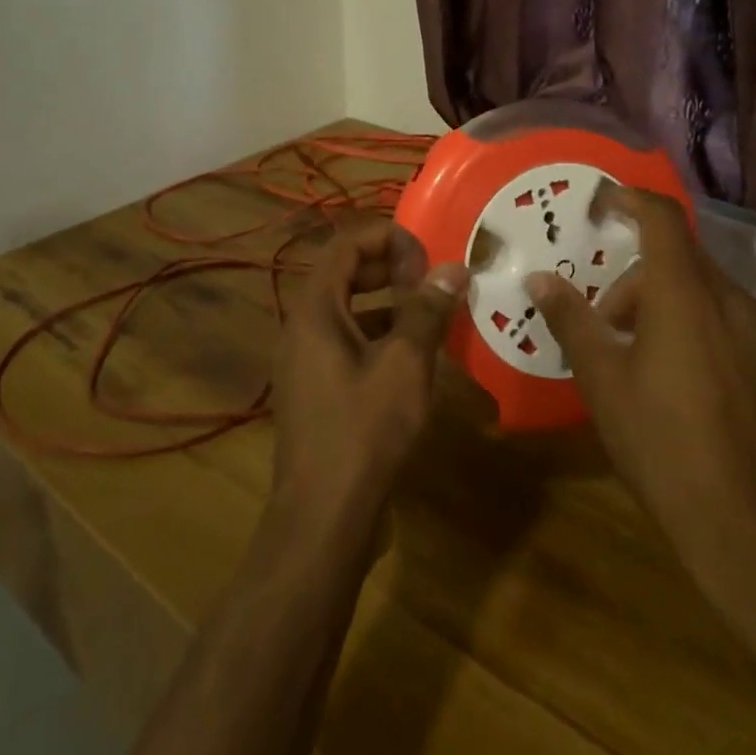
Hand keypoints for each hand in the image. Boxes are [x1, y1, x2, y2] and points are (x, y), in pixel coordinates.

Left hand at [270, 220, 467, 530]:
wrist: (323, 518)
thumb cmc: (364, 431)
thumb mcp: (405, 364)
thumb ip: (427, 310)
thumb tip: (453, 268)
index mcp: (314, 309)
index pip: (345, 245)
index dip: (387, 237)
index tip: (427, 251)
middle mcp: (302, 326)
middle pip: (344, 274)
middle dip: (389, 267)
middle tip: (432, 276)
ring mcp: (306, 360)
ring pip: (348, 310)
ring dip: (388, 302)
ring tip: (431, 310)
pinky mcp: (316, 389)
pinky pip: (347, 342)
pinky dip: (379, 335)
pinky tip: (415, 354)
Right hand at [526, 185, 755, 561]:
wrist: (748, 529)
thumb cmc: (661, 443)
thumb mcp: (601, 380)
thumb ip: (571, 319)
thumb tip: (540, 279)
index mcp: (685, 295)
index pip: (661, 218)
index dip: (630, 199)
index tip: (602, 202)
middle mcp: (732, 302)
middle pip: (680, 259)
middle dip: (637, 277)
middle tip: (607, 321)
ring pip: (707, 294)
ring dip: (669, 306)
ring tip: (642, 358)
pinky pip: (734, 326)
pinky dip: (702, 330)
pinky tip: (688, 384)